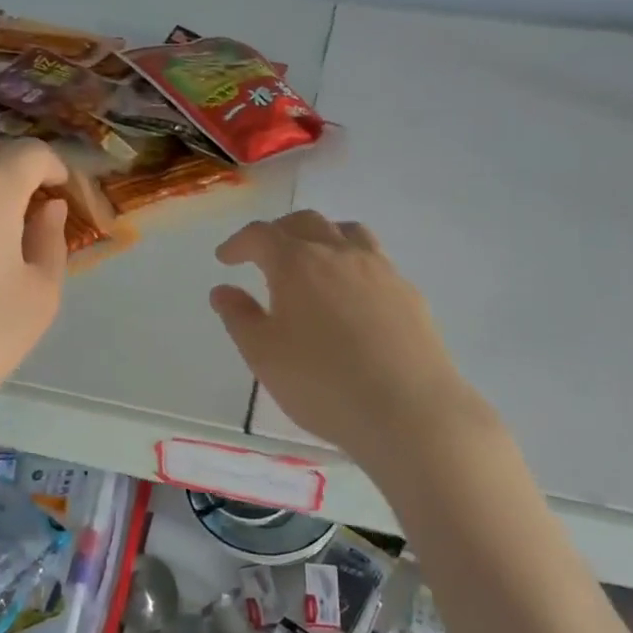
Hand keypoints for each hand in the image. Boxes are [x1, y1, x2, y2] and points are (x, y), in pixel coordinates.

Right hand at [209, 211, 490, 465]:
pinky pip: (375, 260)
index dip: (239, 243)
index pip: (261, 235)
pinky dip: (353, 263)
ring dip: (321, 236)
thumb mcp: (264, 356)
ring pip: (347, 232)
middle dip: (278, 232)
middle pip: (305, 222)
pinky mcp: (407, 291)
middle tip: (264, 254)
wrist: (409, 410)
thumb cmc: (323, 384)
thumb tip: (223, 290)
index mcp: (297, 263)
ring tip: (312, 260)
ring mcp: (379, 268)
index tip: (226, 259)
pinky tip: (353, 295)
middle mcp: (338, 252)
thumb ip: (239, 317)